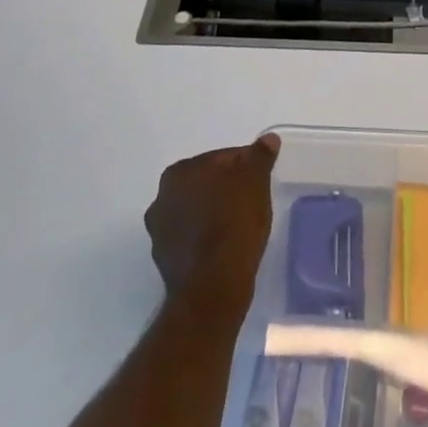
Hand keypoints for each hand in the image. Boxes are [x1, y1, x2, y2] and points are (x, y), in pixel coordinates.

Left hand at [145, 134, 279, 317]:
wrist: (212, 287)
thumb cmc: (234, 224)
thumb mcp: (255, 182)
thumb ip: (259, 156)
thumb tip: (267, 139)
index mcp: (181, 171)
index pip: (223, 158)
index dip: (247, 166)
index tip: (261, 181)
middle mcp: (162, 196)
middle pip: (207, 183)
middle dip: (227, 188)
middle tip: (253, 202)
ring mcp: (160, 229)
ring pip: (197, 210)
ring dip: (214, 212)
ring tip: (240, 227)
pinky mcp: (165, 258)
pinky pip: (192, 236)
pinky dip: (206, 237)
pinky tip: (225, 246)